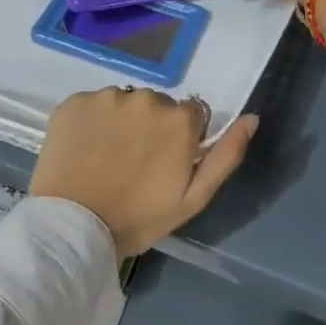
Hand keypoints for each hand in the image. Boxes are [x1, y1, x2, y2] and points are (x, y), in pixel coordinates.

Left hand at [31, 88, 258, 256]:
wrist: (74, 227)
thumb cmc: (139, 217)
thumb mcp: (194, 197)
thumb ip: (226, 155)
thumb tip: (252, 118)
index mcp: (179, 119)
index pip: (190, 115)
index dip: (180, 139)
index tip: (164, 164)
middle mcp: (145, 97)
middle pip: (156, 106)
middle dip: (150, 127)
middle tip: (134, 164)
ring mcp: (106, 98)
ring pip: (123, 103)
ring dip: (121, 123)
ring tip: (107, 158)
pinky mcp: (74, 102)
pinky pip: (92, 105)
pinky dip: (91, 122)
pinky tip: (85, 150)